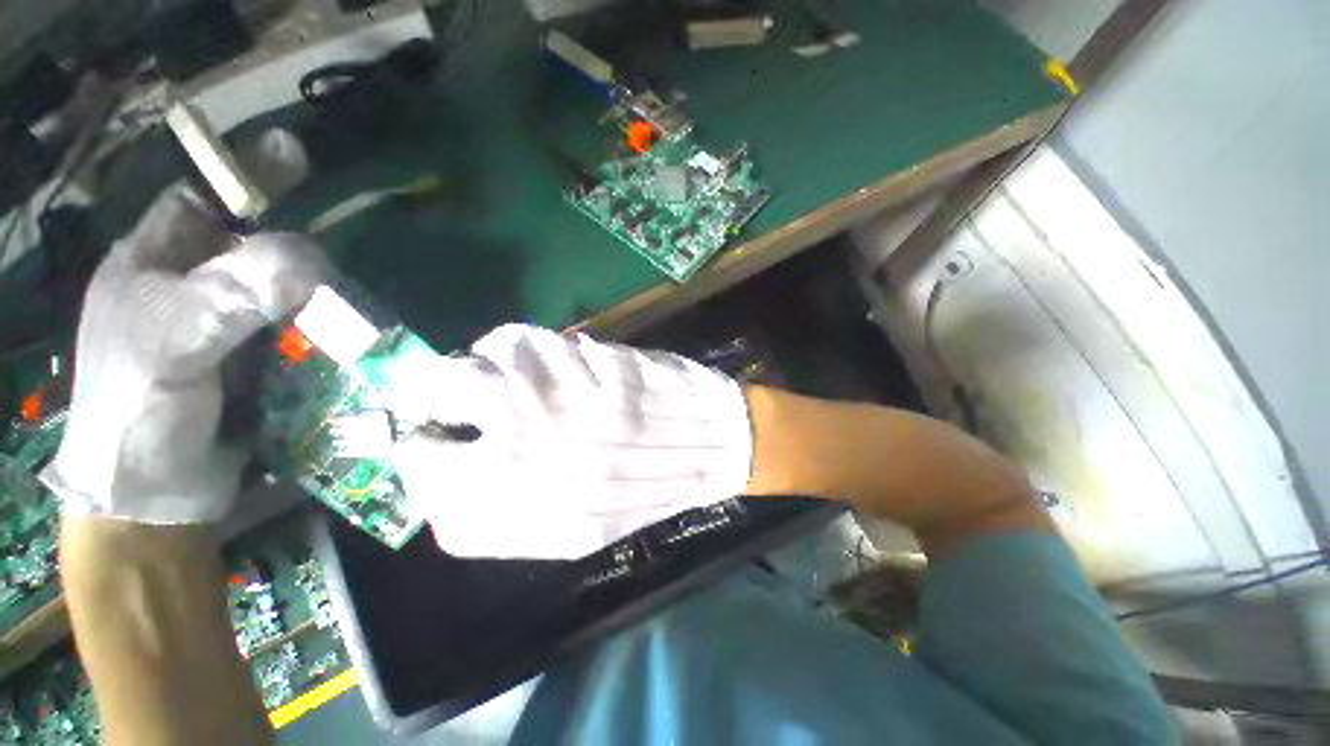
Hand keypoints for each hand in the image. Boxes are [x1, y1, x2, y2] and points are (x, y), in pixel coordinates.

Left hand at [41, 188, 325, 523]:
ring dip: (320, 302)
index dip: (243, 180)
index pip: (200, 201)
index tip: (293, 161)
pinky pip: (303, 334)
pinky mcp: (262, 364)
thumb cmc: (138, 409)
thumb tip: (313, 259)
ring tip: (348, 317)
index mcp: (153, 266)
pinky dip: (328, 335)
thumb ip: (234, 291)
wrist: (156, 495)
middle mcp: (191, 290)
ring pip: (286, 295)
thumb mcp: (173, 339)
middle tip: (326, 277)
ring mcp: (229, 330)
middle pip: (254, 250)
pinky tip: (347, 344)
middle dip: (294, 257)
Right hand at [391, 325, 752, 559]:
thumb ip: (502, 513)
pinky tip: (551, 364)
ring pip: (474, 361)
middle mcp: (517, 453)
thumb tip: (444, 478)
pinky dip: (522, 351)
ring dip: (486, 368)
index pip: (421, 474)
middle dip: (434, 394)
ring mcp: (547, 399)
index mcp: (512, 511)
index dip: (424, 448)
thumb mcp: (573, 529)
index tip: (437, 434)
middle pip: (432, 398)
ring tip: (515, 380)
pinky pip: (520, 341)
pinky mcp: (578, 359)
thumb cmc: (641, 489)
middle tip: (456, 393)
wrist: (706, 445)